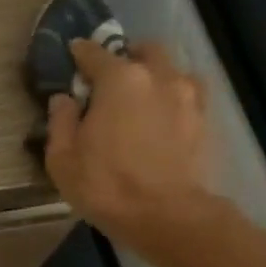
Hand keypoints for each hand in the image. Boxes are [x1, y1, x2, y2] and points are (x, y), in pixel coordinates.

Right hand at [44, 40, 220, 255]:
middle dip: (125, 57)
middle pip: (142, 51)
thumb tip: (64, 99)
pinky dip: (172, 96)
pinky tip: (162, 114)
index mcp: (119, 79)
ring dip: (153, 75)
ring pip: (170, 69)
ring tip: (140, 97)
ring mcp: (187, 95)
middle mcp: (157, 76)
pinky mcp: (205, 118)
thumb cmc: (105, 185)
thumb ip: (60, 122)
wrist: (165, 215)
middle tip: (109, 78)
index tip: (72, 53)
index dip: (80, 53)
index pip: (95, 53)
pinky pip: (187, 93)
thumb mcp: (62, 159)